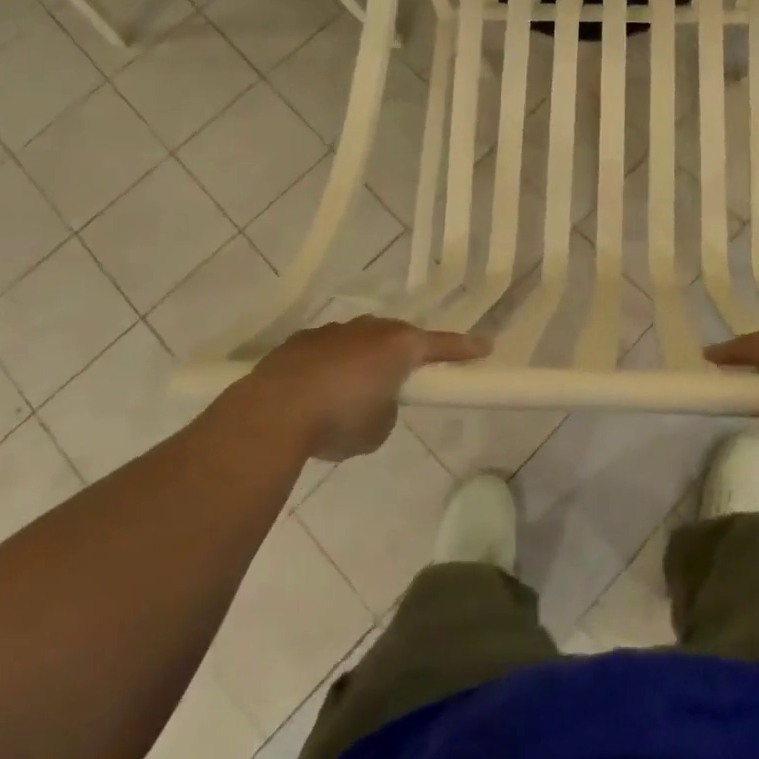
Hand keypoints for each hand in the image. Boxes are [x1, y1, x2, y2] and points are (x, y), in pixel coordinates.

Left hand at [243, 316, 487, 459]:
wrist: (272, 411)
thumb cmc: (339, 419)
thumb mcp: (378, 429)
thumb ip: (387, 412)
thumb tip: (374, 403)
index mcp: (399, 346)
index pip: (442, 345)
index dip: (465, 349)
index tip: (486, 347)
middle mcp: (370, 329)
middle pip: (398, 338)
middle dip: (403, 355)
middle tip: (404, 378)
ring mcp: (333, 331)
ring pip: (359, 342)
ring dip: (362, 361)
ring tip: (350, 394)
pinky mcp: (301, 342)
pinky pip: (327, 352)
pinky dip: (330, 368)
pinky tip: (316, 393)